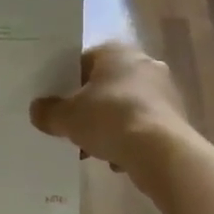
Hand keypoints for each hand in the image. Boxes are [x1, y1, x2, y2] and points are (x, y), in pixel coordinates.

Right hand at [29, 42, 190, 176]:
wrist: (161, 150)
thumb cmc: (110, 119)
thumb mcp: (67, 118)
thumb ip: (48, 112)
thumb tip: (37, 110)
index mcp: (116, 52)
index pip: (84, 61)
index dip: (67, 82)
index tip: (56, 103)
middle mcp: (144, 63)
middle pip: (106, 85)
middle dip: (89, 108)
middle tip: (72, 128)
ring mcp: (164, 89)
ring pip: (126, 107)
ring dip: (110, 127)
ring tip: (92, 151)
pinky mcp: (176, 116)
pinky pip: (143, 126)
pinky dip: (130, 140)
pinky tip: (118, 160)